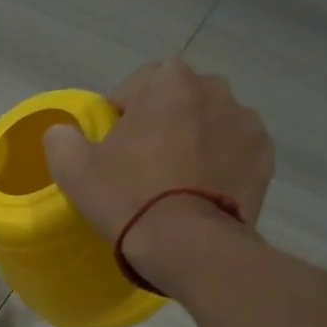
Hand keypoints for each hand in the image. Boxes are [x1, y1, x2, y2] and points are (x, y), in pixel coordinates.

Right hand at [43, 59, 272, 289]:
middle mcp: (215, 88)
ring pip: (209, 127)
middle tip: (143, 170)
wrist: (189, 246)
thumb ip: (61, 138)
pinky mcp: (265, 157)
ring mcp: (247, 122)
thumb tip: (63, 133)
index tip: (112, 154)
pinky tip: (203, 196)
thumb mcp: (73, 169)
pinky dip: (220, 167)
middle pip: (176, 104)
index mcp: (168, 79)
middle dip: (162, 127)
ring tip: (177, 187)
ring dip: (194, 144)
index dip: (119, 120)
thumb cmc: (129, 198)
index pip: (134, 89)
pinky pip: (234, 154)